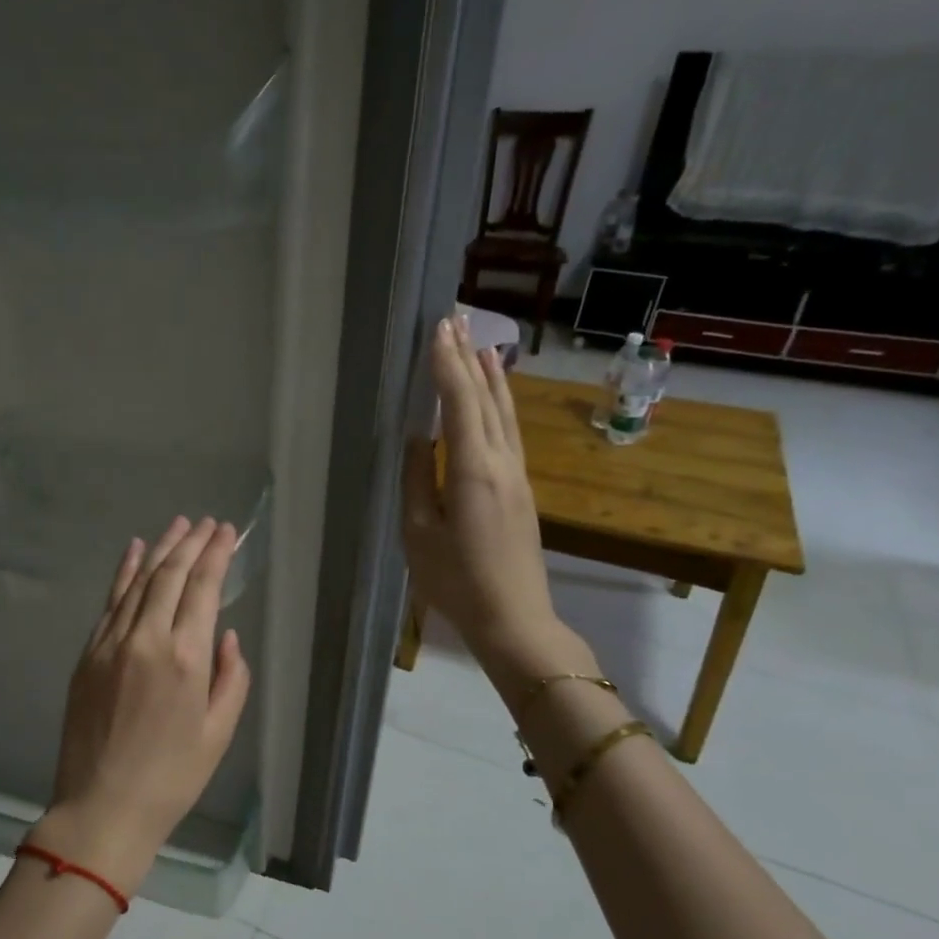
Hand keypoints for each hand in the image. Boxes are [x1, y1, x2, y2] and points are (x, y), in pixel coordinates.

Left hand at [31, 517, 252, 896]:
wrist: (102, 806)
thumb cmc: (172, 777)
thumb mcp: (219, 733)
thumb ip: (231, 678)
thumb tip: (226, 636)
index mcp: (186, 659)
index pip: (203, 588)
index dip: (216, 554)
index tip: (227, 532)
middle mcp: (146, 639)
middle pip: (170, 575)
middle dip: (191, 543)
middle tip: (206, 523)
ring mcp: (110, 643)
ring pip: (138, 581)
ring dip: (160, 549)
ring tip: (177, 525)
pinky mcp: (88, 654)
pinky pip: (110, 602)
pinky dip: (123, 572)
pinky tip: (134, 551)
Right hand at [403, 315, 587, 685]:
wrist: (514, 618)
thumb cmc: (456, 581)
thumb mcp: (420, 533)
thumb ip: (418, 481)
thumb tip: (418, 440)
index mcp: (473, 470)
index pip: (459, 404)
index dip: (447, 365)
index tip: (438, 330)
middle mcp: (502, 463)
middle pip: (486, 399)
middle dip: (468, 358)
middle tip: (456, 321)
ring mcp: (518, 475)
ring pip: (505, 413)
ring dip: (491, 377)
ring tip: (480, 344)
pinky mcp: (521, 490)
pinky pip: (509, 432)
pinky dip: (500, 403)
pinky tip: (496, 396)